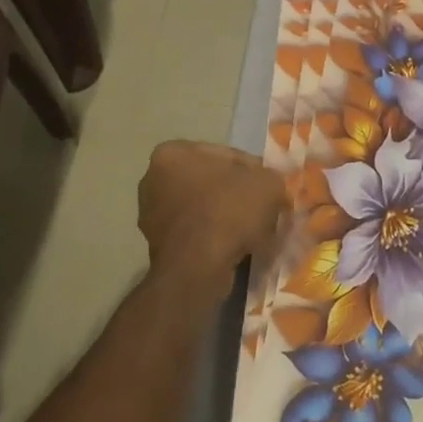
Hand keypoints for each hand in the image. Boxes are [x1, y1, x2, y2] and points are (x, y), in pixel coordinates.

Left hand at [139, 141, 285, 299]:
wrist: (197, 268)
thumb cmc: (227, 211)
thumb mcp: (267, 183)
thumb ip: (270, 179)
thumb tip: (271, 188)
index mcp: (172, 153)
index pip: (224, 155)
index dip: (253, 170)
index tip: (270, 187)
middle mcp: (153, 180)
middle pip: (211, 182)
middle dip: (237, 194)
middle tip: (264, 209)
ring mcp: (151, 216)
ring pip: (204, 210)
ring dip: (227, 218)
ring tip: (255, 232)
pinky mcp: (157, 248)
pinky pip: (196, 235)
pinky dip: (216, 239)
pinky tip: (238, 249)